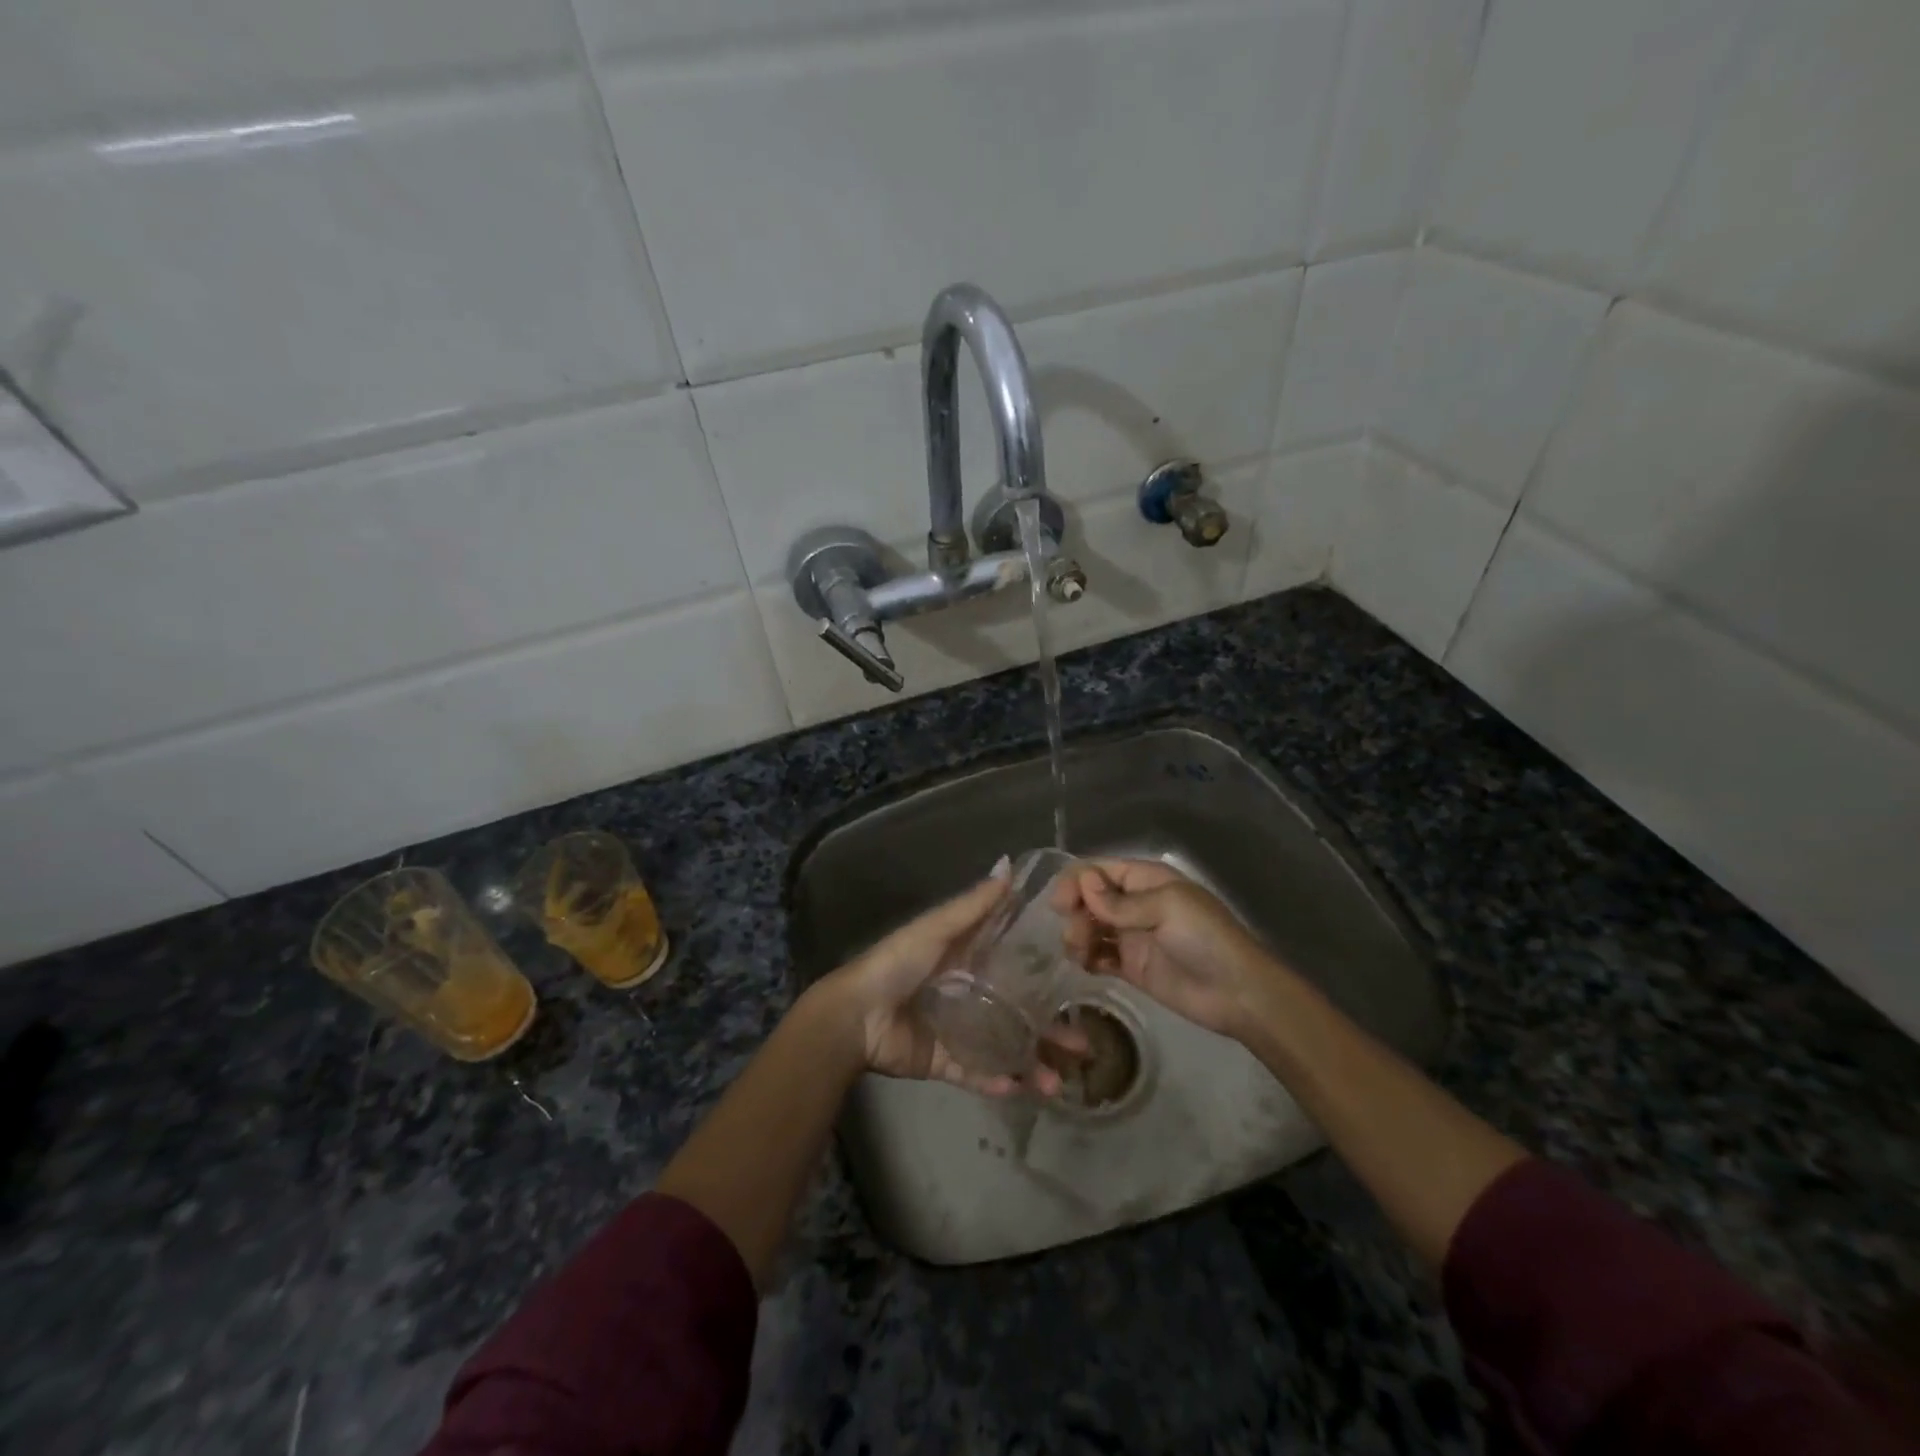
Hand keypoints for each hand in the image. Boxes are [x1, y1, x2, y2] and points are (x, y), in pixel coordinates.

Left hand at [815, 874, 1081, 1097]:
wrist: (856, 1016)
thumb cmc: (898, 963)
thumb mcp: (937, 928)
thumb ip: (974, 904)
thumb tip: (1009, 863)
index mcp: (966, 960)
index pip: (1015, 965)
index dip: (1046, 973)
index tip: (1082, 981)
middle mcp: (967, 994)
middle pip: (1017, 1012)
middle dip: (1050, 1030)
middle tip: (1084, 1045)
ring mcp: (956, 1030)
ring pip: (1004, 1048)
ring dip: (1031, 1064)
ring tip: (1058, 1081)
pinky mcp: (942, 1061)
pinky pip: (975, 1073)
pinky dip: (997, 1082)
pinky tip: (1022, 1089)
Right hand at [1059, 859, 1281, 1041]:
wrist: (1238, 993)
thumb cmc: (1206, 939)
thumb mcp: (1167, 908)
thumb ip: (1121, 902)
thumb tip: (1084, 884)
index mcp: (1145, 879)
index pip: (1098, 870)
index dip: (1075, 882)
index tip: (1061, 904)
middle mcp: (1134, 903)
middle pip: (1088, 898)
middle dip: (1075, 913)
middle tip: (1076, 938)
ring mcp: (1131, 936)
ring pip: (1089, 927)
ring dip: (1077, 936)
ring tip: (1081, 955)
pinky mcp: (1131, 967)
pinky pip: (1098, 956)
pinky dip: (1088, 958)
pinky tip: (1089, 966)